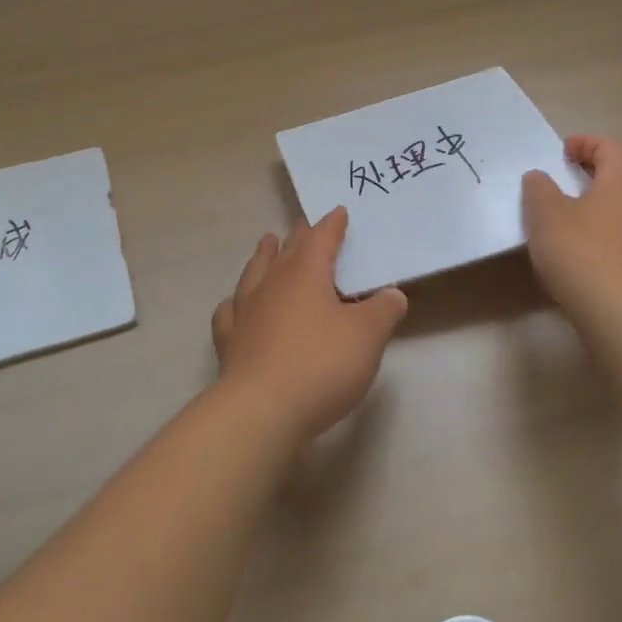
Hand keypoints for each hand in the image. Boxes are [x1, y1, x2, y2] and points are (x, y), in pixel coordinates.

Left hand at [211, 207, 408, 444]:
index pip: (321, 237)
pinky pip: (230, 310)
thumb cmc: (321, 364)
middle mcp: (271, 282)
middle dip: (299, 236)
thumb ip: (383, 311)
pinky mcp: (229, 339)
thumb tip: (393, 294)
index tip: (338, 212)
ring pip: (254, 271)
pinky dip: (236, 301)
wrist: (262, 409)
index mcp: (305, 272)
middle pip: (286, 249)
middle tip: (304, 226)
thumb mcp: (367, 336)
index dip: (332, 224)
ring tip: (268, 244)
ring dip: (264, 256)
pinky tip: (237, 305)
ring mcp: (245, 309)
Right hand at [522, 135, 621, 316]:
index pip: (611, 146)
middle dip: (602, 182)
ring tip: (593, 230)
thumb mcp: (545, 216)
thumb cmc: (582, 254)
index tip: (563, 154)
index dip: (586, 144)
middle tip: (573, 192)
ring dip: (620, 216)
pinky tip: (610, 266)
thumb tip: (541, 178)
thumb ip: (539, 189)